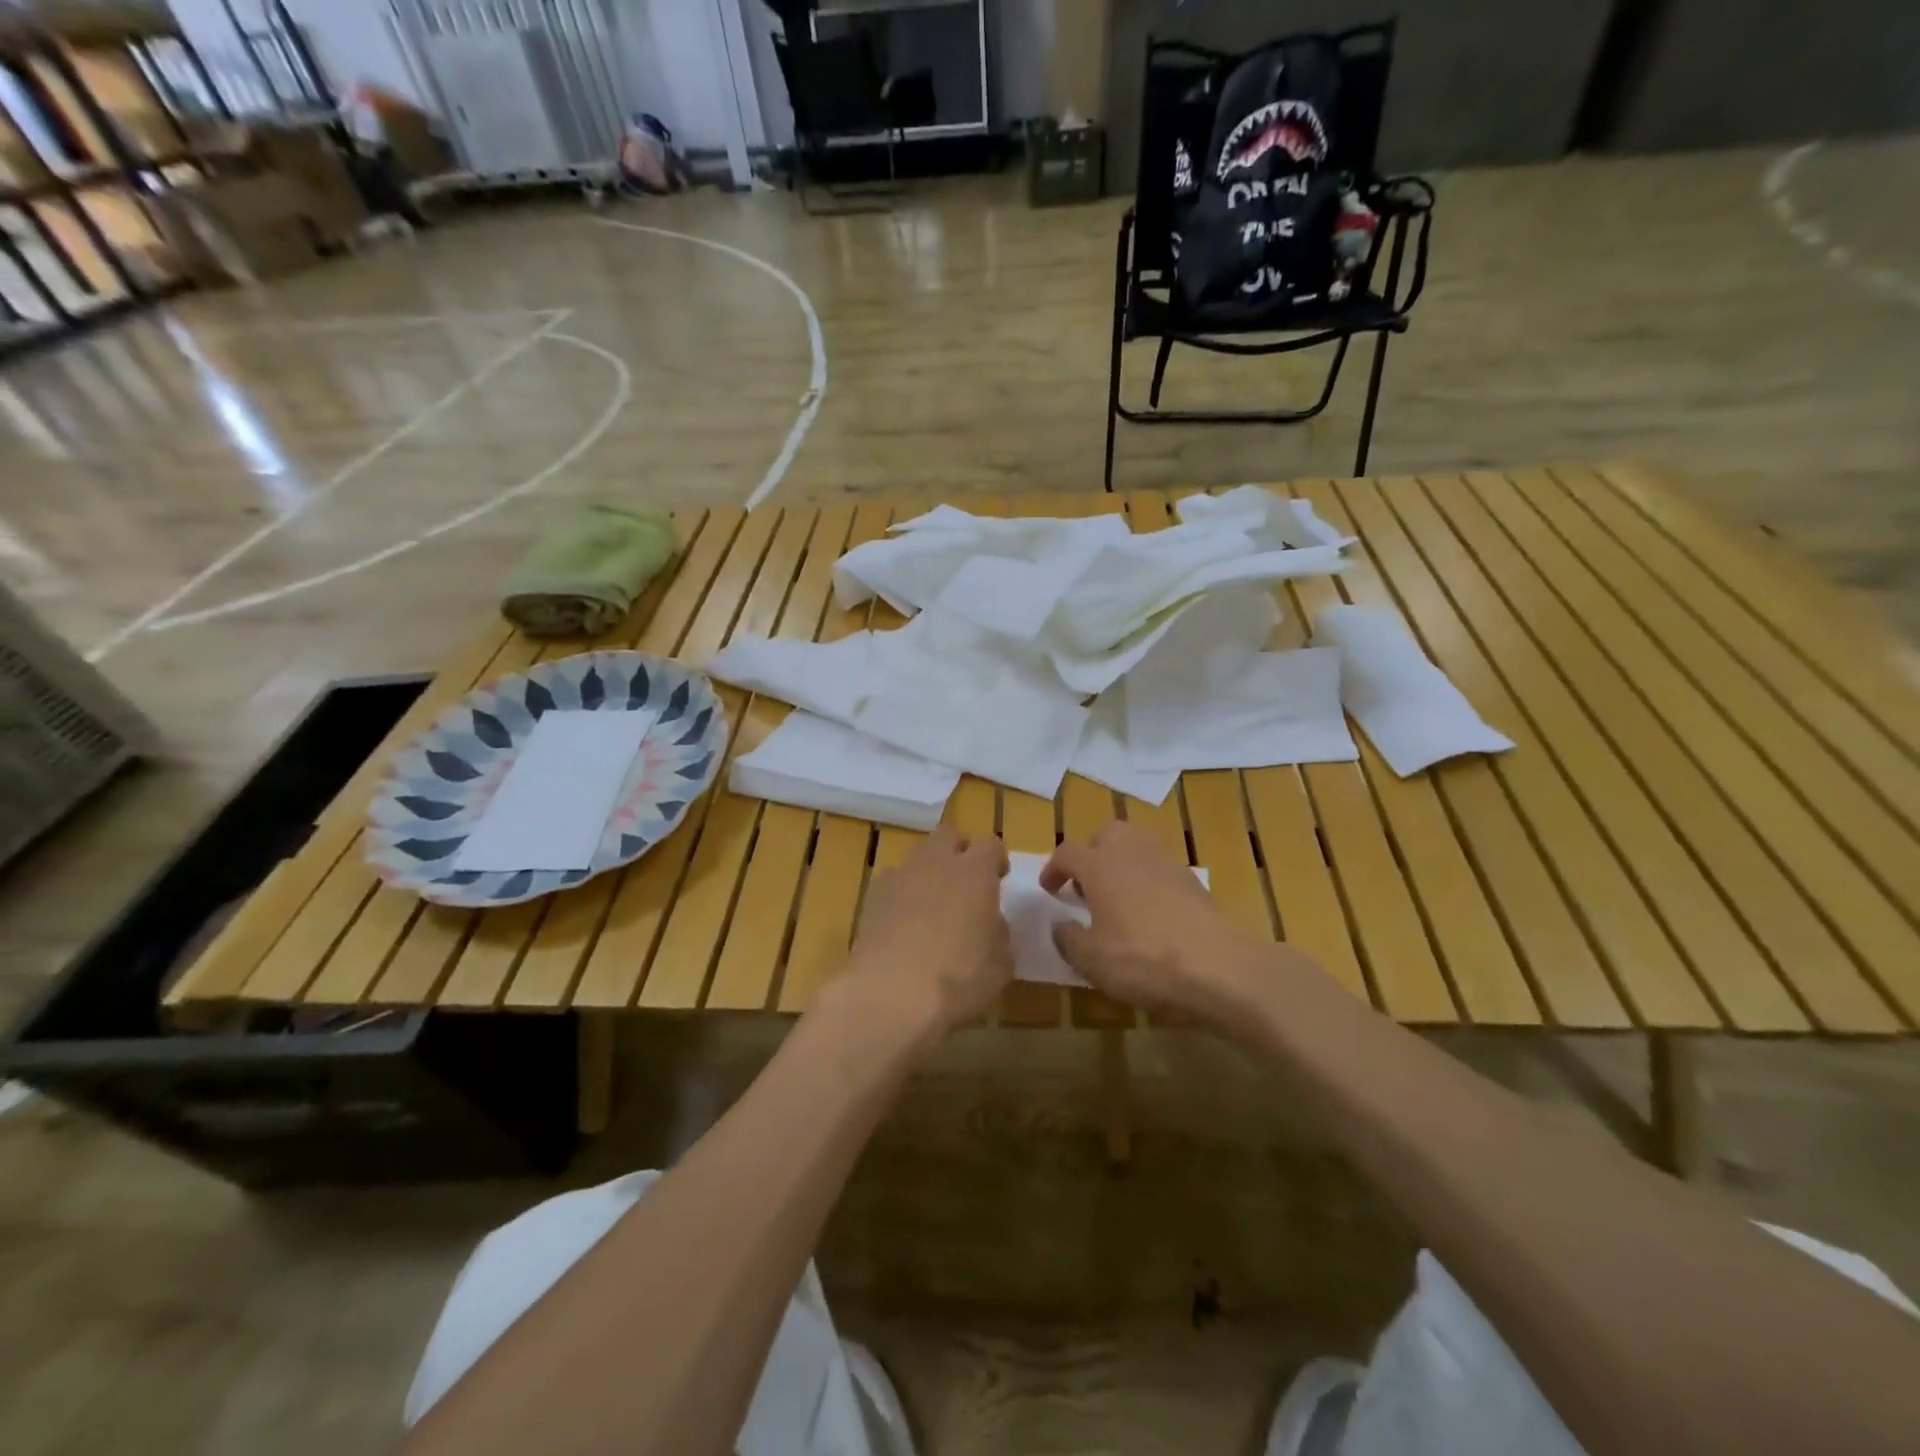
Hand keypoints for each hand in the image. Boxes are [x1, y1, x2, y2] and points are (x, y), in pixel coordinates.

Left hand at [841, 827, 1011, 1041]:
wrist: (890, 995)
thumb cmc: (958, 980)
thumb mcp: (1001, 966)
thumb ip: (1000, 935)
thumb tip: (992, 923)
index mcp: (975, 872)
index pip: (992, 845)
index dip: (997, 859)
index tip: (999, 878)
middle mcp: (937, 863)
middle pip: (949, 836)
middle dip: (959, 850)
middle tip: (966, 880)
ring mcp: (900, 876)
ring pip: (918, 855)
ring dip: (929, 869)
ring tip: (933, 901)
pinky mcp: (872, 896)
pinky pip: (892, 880)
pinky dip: (902, 892)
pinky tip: (904, 920)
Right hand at [1042, 822, 1270, 1027]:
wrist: (1218, 967)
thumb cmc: (1143, 959)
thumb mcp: (1091, 960)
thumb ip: (1067, 939)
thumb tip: (1060, 926)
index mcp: (1100, 865)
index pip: (1067, 853)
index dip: (1053, 869)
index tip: (1049, 891)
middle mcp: (1131, 852)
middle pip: (1106, 834)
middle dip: (1091, 853)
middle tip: (1085, 885)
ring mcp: (1166, 863)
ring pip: (1136, 845)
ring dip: (1121, 863)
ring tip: (1116, 896)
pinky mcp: (1192, 880)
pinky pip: (1159, 868)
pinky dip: (1147, 880)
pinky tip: (1149, 912)